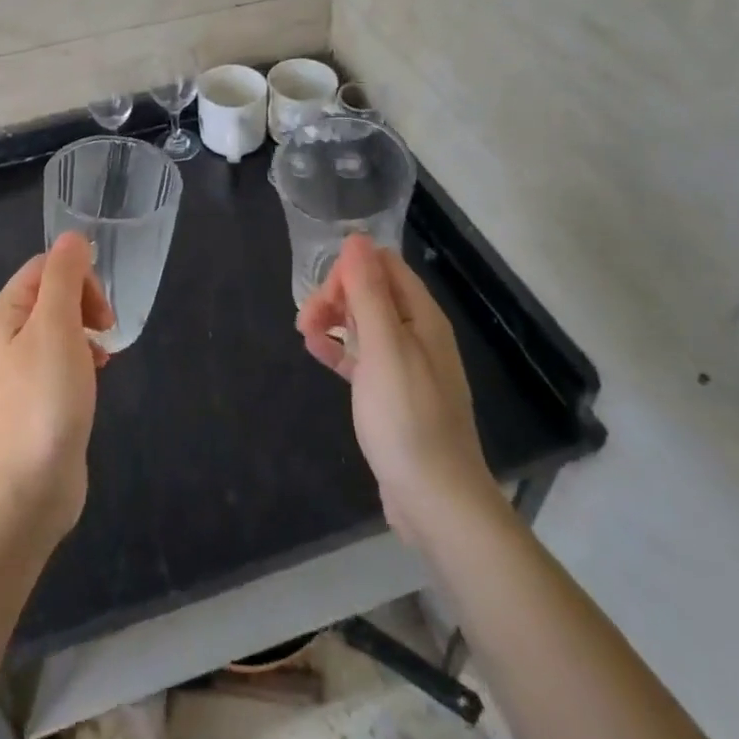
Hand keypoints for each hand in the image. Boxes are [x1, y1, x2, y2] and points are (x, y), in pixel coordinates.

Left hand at [0, 233, 114, 543]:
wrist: (24, 494)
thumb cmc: (43, 402)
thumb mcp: (56, 327)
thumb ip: (64, 276)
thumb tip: (73, 236)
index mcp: (4, 313)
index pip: (45, 267)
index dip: (79, 277)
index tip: (101, 311)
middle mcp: (5, 336)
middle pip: (53, 295)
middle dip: (86, 304)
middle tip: (106, 332)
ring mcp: (18, 371)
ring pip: (61, 328)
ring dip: (88, 333)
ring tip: (102, 360)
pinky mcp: (35, 400)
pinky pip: (62, 361)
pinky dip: (83, 361)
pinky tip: (95, 381)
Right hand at [296, 236, 504, 542]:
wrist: (435, 500)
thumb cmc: (407, 417)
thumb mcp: (384, 347)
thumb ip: (369, 292)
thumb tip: (356, 238)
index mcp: (422, 317)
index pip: (384, 266)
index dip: (351, 270)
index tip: (325, 295)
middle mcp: (418, 334)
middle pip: (372, 292)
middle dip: (336, 295)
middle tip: (306, 319)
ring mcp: (407, 365)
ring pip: (364, 324)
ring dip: (333, 319)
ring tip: (303, 333)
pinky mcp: (393, 394)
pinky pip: (362, 357)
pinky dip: (339, 349)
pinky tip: (315, 351)